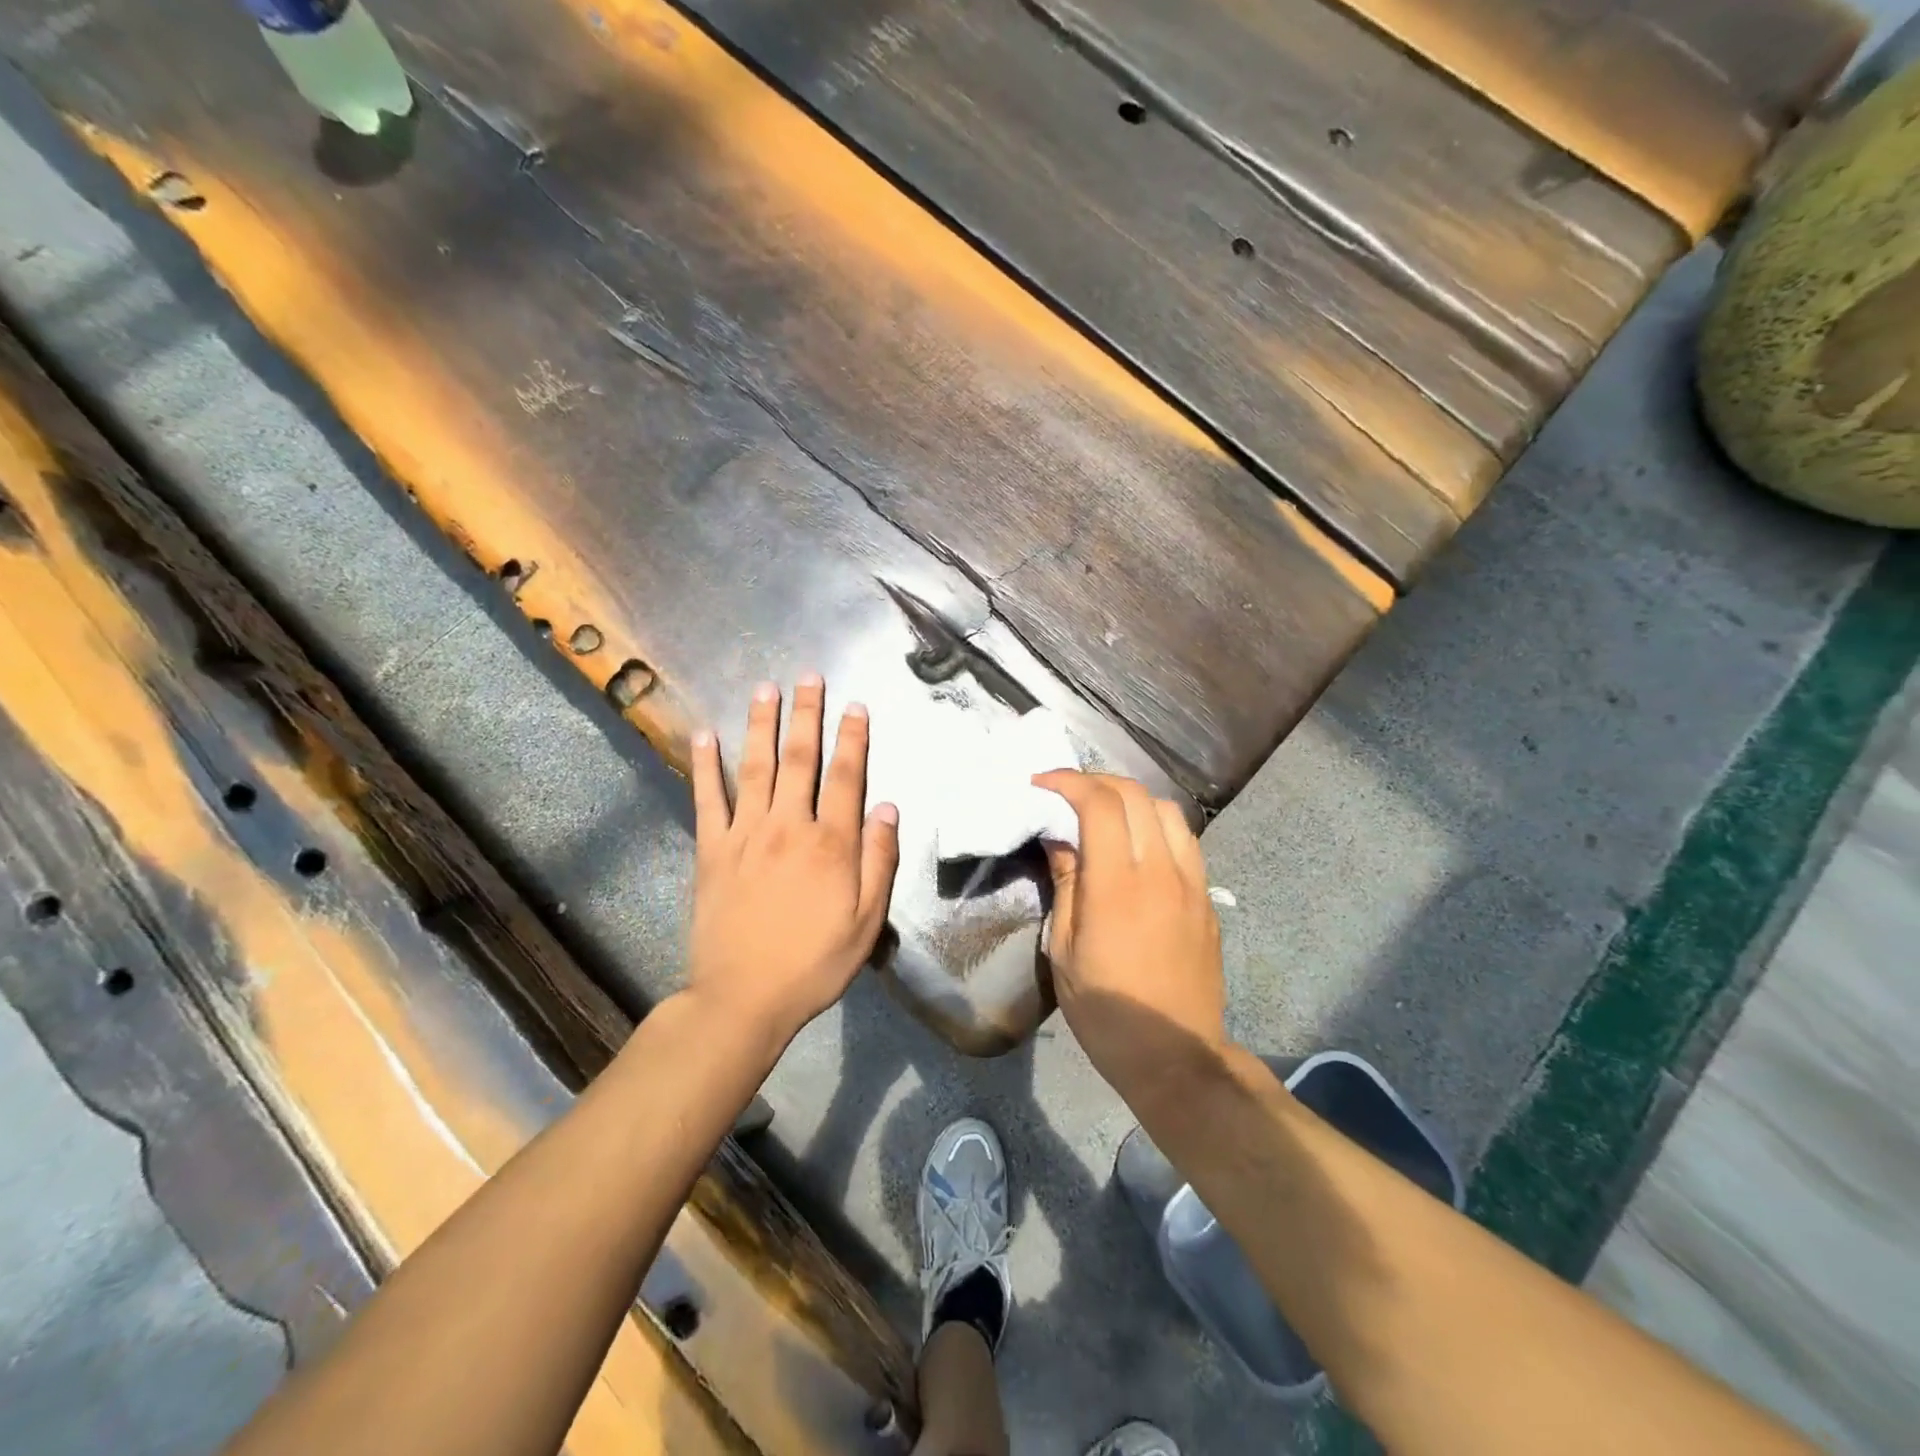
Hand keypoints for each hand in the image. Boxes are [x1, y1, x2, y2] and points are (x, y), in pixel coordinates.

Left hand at [688, 676, 900, 1048]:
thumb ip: (879, 860)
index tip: (856, 707)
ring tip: (765, 688)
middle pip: (800, 759)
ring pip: (756, 767)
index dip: (853, 739)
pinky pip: (707, 799)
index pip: (846, 777)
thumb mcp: (866, 921)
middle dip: (807, 715)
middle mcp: (788, 826)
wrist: (743, 998)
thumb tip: (888, 808)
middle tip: (809, 677)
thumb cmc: (813, 963)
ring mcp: (745, 834)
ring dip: (761, 724)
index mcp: (830, 844)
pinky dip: (704, 766)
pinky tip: (703, 736)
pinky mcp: (712, 850)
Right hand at [1034, 771, 1225, 1099]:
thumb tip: (1058, 836)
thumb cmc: (1105, 1010)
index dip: (1069, 782)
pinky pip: (1185, 840)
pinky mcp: (1207, 899)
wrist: (1176, 1056)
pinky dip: (1155, 824)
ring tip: (1104, 813)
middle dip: (1097, 782)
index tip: (1042, 783)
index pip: (1100, 804)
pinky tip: (1136, 845)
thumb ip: (1066, 883)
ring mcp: (1192, 883)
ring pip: (1168, 811)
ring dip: (1131, 799)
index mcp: (1118, 886)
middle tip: (1066, 793)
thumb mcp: (1065, 950)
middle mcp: (1161, 871)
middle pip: (1136, 796)